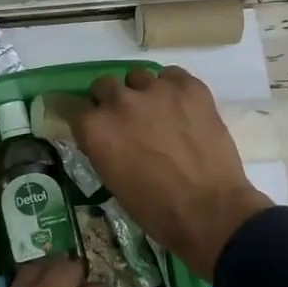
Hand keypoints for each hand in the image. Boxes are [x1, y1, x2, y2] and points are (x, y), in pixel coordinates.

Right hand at [69, 66, 273, 279]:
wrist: (209, 211)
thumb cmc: (155, 208)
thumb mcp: (112, 180)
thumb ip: (103, 148)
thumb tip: (107, 137)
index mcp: (95, 128)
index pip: (78, 109)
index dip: (91, 121)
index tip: (101, 131)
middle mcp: (119, 101)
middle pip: (105, 85)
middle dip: (112, 101)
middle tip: (128, 121)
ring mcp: (155, 90)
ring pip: (138, 77)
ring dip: (142, 93)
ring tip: (160, 114)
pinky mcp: (188, 87)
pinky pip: (172, 75)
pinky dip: (173, 89)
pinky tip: (183, 109)